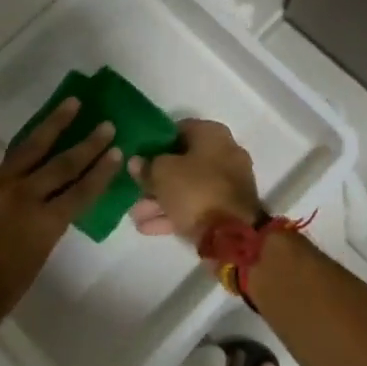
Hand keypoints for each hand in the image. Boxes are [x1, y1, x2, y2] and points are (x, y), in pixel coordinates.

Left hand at [0, 86, 121, 358]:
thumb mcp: (32, 265)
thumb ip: (44, 231)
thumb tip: (51, 208)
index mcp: (45, 225)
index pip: (83, 192)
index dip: (102, 172)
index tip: (117, 152)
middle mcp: (24, 197)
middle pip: (63, 165)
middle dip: (88, 144)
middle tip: (106, 125)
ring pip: (29, 146)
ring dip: (54, 123)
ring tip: (72, 103)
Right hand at [128, 118, 261, 241]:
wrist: (232, 235)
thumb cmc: (195, 190)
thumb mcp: (161, 173)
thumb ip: (146, 166)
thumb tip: (137, 162)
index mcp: (213, 135)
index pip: (179, 130)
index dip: (156, 143)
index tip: (139, 156)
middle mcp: (225, 154)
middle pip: (183, 162)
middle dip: (156, 179)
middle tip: (134, 190)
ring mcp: (228, 184)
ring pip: (188, 188)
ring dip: (161, 200)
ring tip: (136, 216)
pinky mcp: (228, 210)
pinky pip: (196, 206)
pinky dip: (175, 213)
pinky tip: (148, 227)